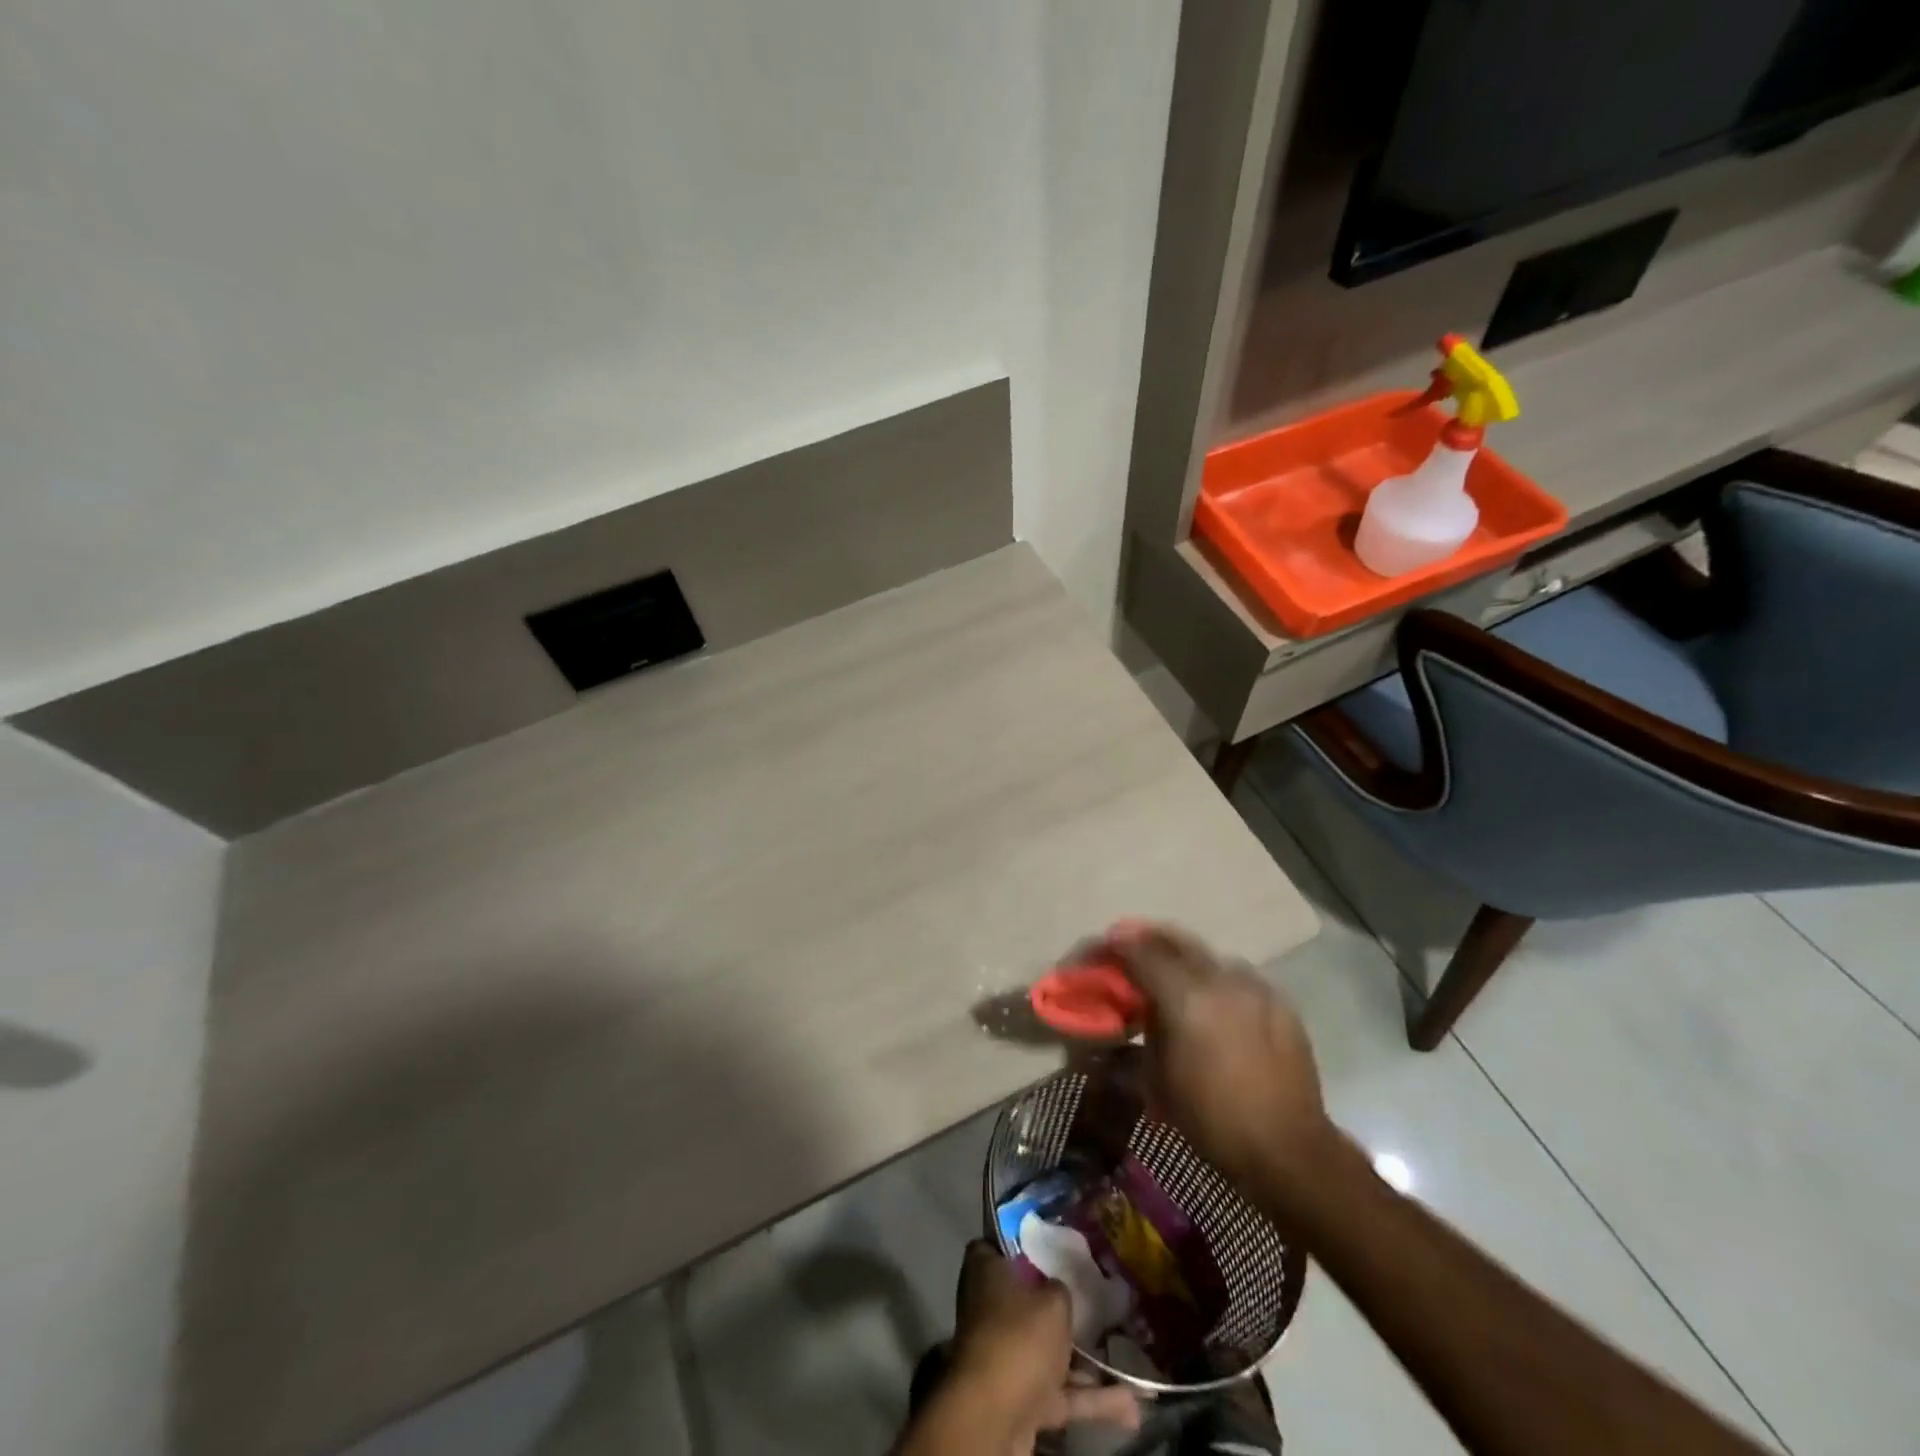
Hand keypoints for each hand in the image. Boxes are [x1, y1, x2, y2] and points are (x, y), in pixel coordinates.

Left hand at [944, 1243, 1138, 1450]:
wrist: (996, 1417)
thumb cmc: (1019, 1337)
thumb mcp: (1053, 1300)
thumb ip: (1060, 1290)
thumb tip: (1058, 1290)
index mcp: (986, 1271)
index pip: (998, 1245)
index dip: (1023, 1243)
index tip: (1052, 1244)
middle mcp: (990, 1309)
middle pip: (1027, 1298)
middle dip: (1059, 1304)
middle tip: (1095, 1297)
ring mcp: (1005, 1356)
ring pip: (1049, 1351)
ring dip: (1086, 1360)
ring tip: (1126, 1354)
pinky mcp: (1021, 1399)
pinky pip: (1061, 1393)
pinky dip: (1092, 1400)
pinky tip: (1133, 1407)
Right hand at [1101, 921, 1337, 1205]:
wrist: (1289, 1149)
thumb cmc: (1213, 1120)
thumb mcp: (1158, 1079)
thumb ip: (1146, 1030)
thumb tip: (1138, 1010)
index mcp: (1186, 997)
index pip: (1140, 952)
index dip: (1115, 946)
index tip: (1100, 948)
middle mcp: (1220, 979)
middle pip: (1175, 940)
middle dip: (1146, 938)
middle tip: (1127, 944)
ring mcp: (1254, 986)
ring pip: (1208, 955)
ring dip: (1183, 957)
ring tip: (1170, 974)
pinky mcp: (1279, 1001)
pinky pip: (1237, 977)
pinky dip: (1215, 979)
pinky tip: (1212, 1000)